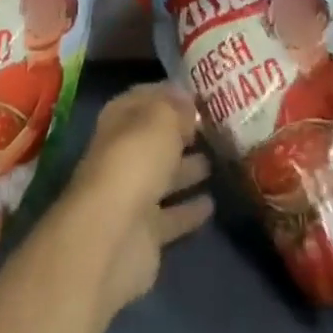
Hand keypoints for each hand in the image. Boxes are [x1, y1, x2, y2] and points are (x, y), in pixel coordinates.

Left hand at [51, 83, 212, 317]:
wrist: (113, 236)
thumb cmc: (135, 162)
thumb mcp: (160, 121)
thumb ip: (176, 109)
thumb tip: (189, 101)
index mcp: (120, 120)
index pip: (145, 98)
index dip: (170, 95)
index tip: (201, 95)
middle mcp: (124, 154)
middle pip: (156, 139)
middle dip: (183, 133)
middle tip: (218, 128)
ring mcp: (134, 194)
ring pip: (166, 176)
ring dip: (189, 169)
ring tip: (220, 160)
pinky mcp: (146, 232)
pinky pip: (173, 215)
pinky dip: (190, 210)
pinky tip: (212, 204)